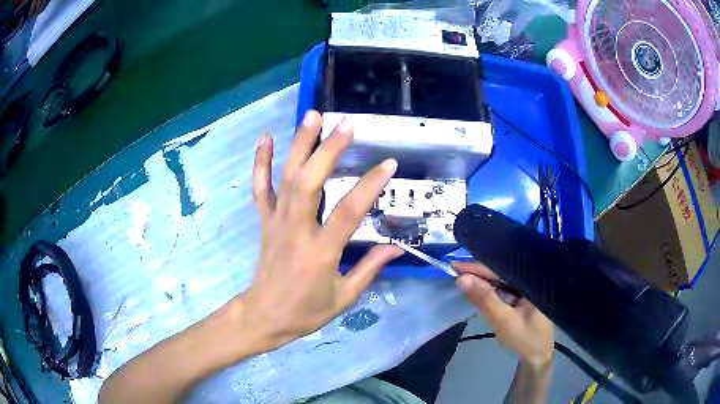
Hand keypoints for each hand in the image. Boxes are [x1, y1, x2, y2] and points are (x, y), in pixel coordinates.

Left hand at [241, 110, 402, 352]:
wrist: (264, 316)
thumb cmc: (305, 311)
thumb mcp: (344, 297)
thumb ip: (370, 269)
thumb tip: (397, 247)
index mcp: (320, 252)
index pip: (348, 212)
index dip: (369, 186)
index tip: (388, 164)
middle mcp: (296, 230)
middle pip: (309, 183)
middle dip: (327, 150)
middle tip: (346, 124)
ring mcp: (276, 221)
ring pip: (286, 178)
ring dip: (299, 144)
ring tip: (312, 115)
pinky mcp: (265, 221)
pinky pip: (261, 188)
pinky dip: (261, 161)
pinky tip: (266, 138)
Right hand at [453, 261, 553, 366]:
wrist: (537, 356)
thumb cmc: (525, 339)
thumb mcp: (503, 321)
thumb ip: (484, 299)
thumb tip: (461, 279)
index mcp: (532, 280)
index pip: (500, 269)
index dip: (477, 266)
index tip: (455, 265)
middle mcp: (531, 279)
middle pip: (501, 270)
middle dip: (478, 271)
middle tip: (454, 270)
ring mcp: (527, 287)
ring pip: (501, 278)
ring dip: (483, 278)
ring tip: (462, 276)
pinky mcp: (523, 295)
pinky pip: (504, 286)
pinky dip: (490, 288)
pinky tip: (478, 287)